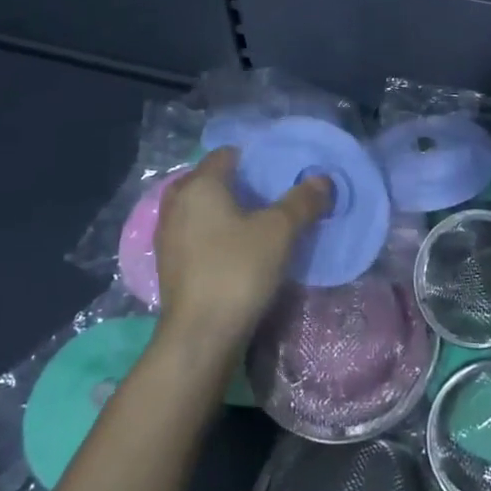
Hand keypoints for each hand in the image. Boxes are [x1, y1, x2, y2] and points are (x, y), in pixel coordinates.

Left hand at [152, 148, 330, 352]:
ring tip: (257, 223)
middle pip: (211, 180)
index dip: (255, 157)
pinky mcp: (169, 264)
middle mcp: (176, 202)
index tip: (280, 170)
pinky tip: (237, 250)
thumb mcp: (279, 231)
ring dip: (225, 210)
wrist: (199, 337)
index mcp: (200, 184)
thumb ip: (302, 201)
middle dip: (239, 183)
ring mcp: (168, 235)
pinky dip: (214, 234)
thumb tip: (323, 179)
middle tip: (271, 195)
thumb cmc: (237, 270)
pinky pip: (195, 234)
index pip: (227, 153)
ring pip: (201, 208)